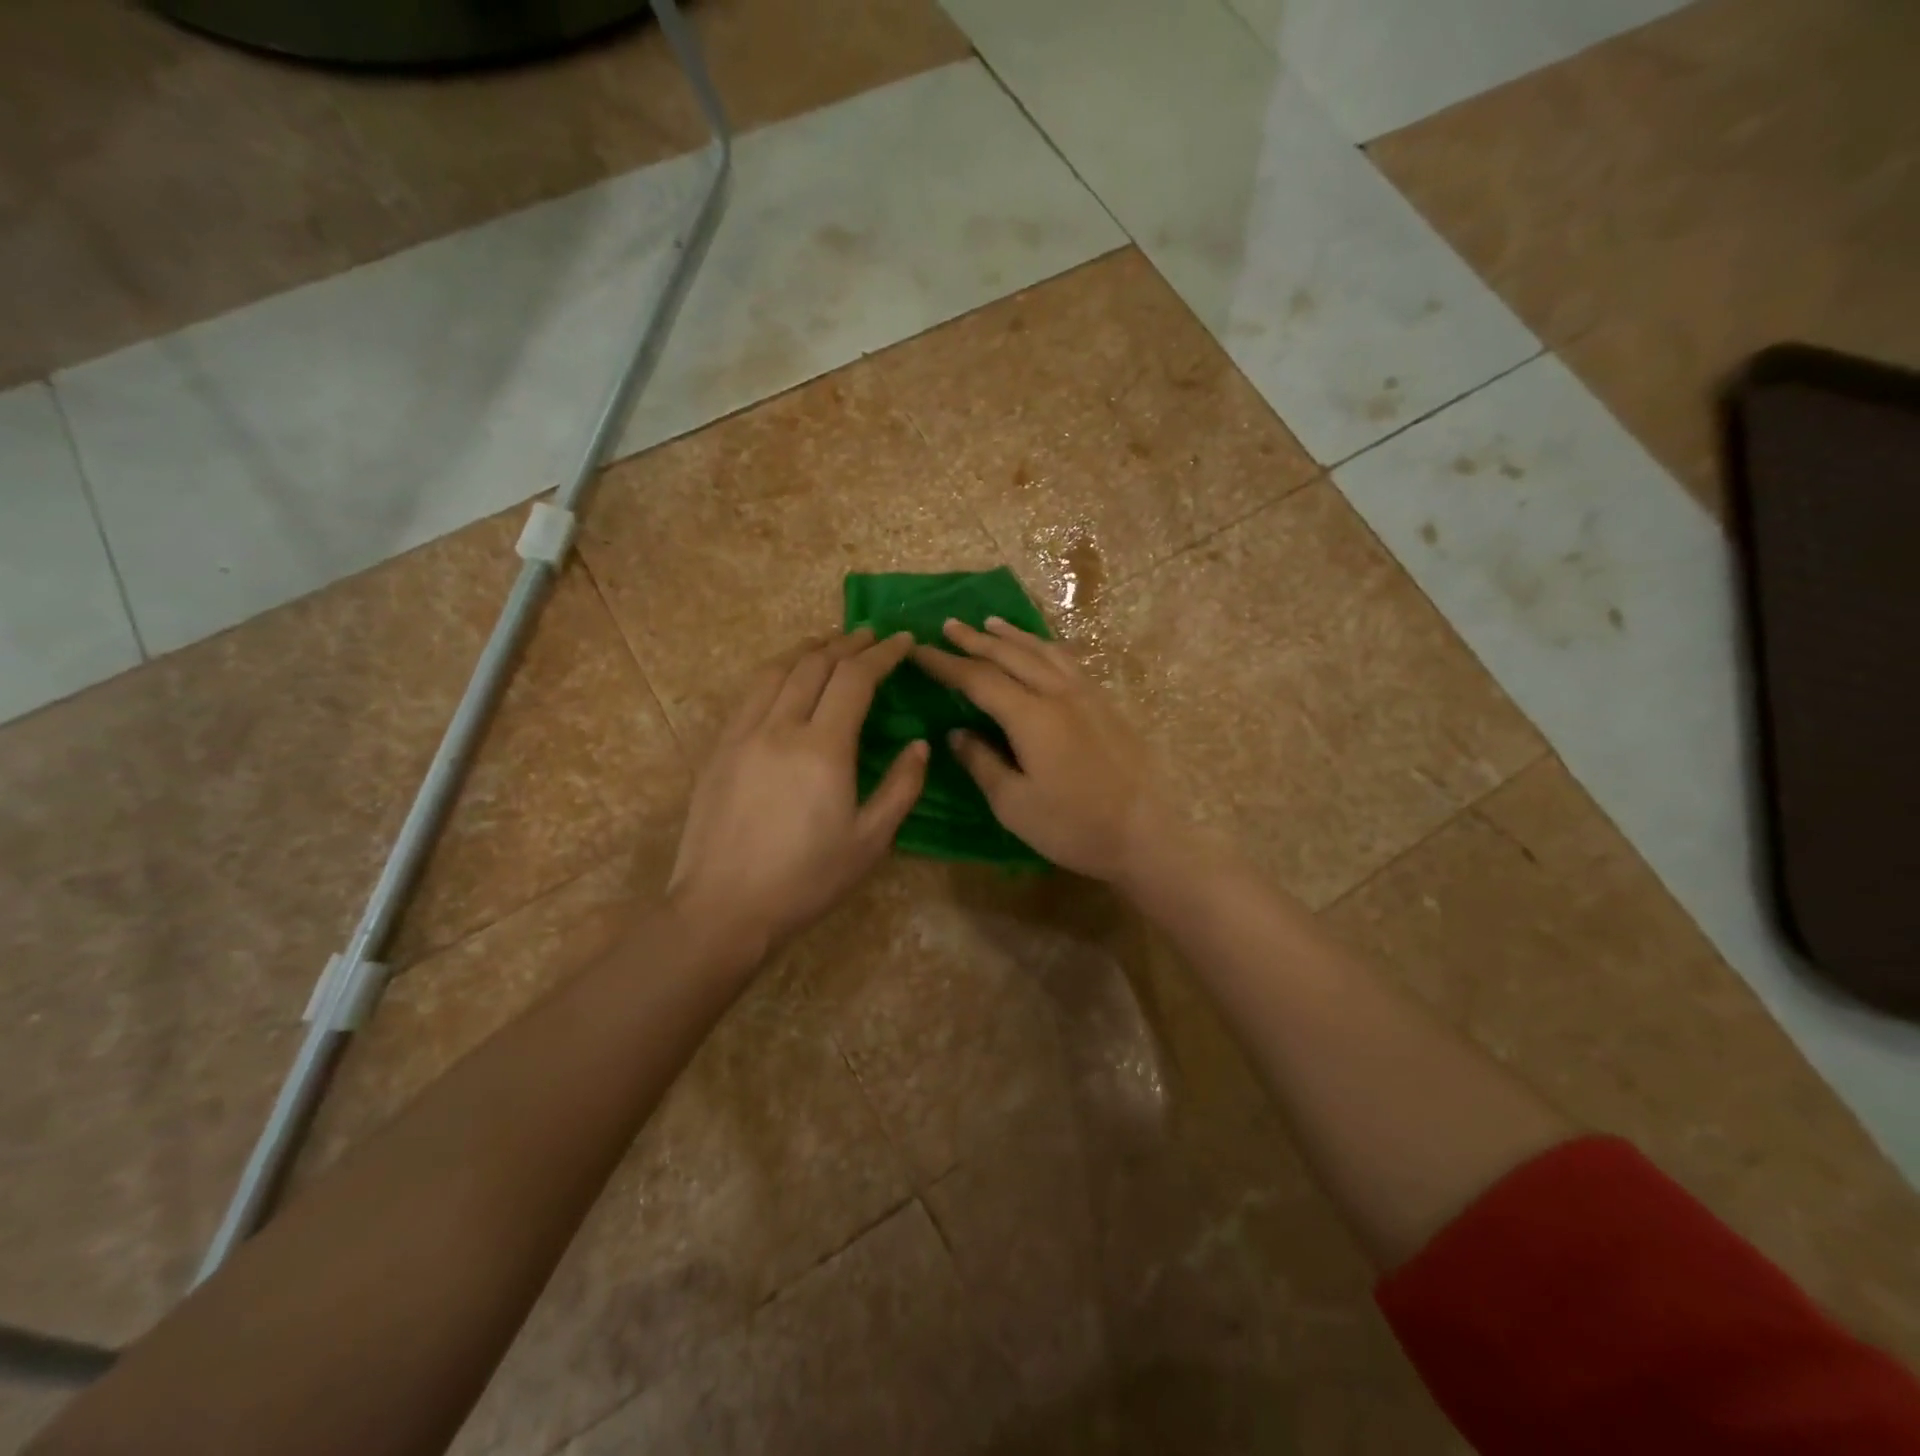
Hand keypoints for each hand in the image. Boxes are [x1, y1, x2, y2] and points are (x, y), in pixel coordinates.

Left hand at [667, 629, 927, 961]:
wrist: (724, 907)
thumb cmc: (806, 879)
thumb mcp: (869, 842)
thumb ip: (901, 788)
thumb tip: (919, 746)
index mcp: (823, 749)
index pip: (855, 679)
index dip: (882, 654)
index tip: (903, 641)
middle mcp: (780, 727)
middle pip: (815, 665)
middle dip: (847, 644)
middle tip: (869, 637)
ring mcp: (743, 734)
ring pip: (777, 671)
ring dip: (808, 650)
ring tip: (829, 644)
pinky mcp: (720, 748)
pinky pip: (751, 693)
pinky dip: (777, 672)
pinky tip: (786, 679)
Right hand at [911, 618, 1185, 886]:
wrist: (1145, 834)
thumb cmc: (1073, 826)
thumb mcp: (1014, 804)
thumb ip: (981, 763)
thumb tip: (956, 733)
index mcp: (1031, 716)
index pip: (978, 679)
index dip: (945, 664)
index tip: (918, 651)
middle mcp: (1059, 693)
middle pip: (1010, 655)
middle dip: (975, 639)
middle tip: (948, 625)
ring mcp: (1087, 695)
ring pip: (1043, 651)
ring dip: (1012, 635)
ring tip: (990, 623)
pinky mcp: (1105, 704)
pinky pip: (1068, 661)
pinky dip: (1044, 647)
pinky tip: (1041, 649)